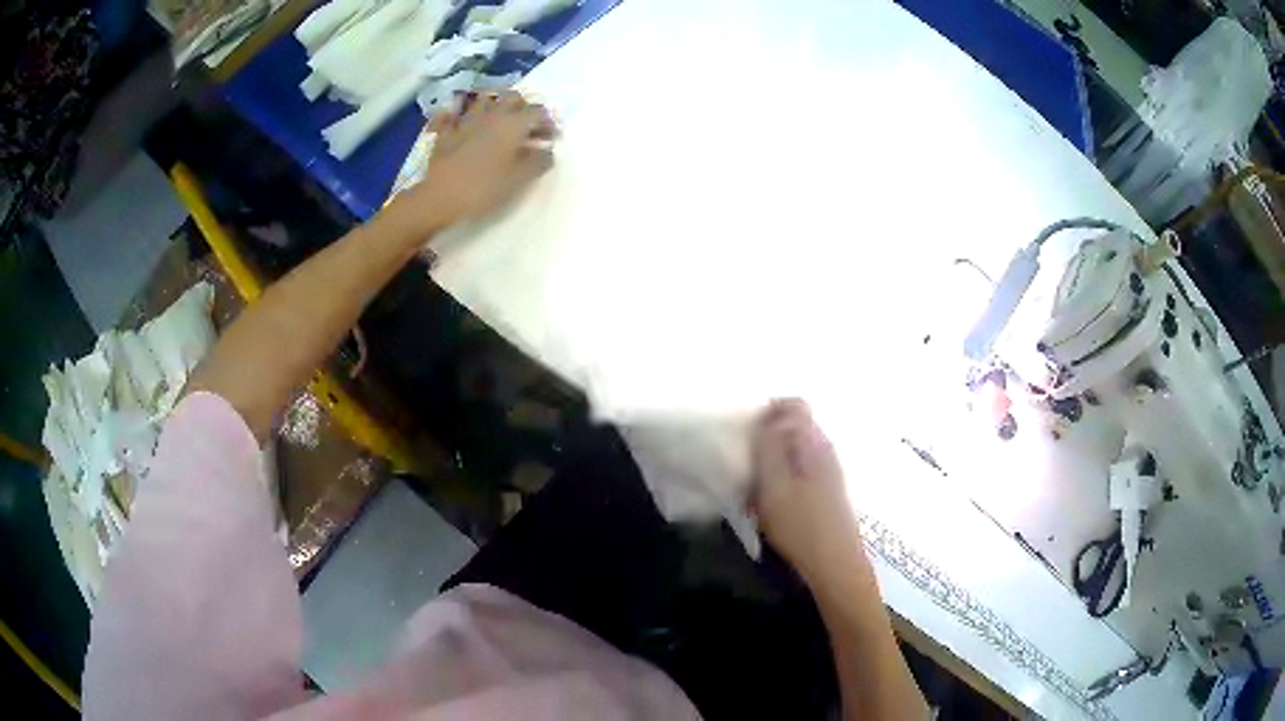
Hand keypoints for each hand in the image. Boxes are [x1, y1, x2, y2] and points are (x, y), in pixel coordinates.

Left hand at [391, 90, 557, 235]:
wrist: (438, 197)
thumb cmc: (483, 189)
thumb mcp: (519, 180)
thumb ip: (538, 161)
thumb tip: (547, 150)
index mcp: (513, 124)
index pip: (538, 112)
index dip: (548, 122)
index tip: (552, 137)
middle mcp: (491, 115)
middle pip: (513, 97)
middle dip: (525, 107)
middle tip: (529, 125)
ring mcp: (466, 121)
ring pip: (485, 99)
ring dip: (496, 104)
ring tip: (500, 119)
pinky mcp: (446, 132)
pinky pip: (453, 114)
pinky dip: (460, 113)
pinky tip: (460, 119)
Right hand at [751, 399, 865, 584]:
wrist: (835, 565)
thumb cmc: (800, 526)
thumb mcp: (774, 486)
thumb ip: (768, 447)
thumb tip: (766, 415)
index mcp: (814, 442)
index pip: (793, 404)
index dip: (767, 412)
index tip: (746, 435)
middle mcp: (825, 449)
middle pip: (792, 428)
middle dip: (766, 442)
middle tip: (747, 468)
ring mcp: (829, 470)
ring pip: (794, 452)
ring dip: (771, 465)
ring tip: (755, 493)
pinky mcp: (827, 490)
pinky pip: (798, 472)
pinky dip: (781, 481)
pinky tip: (771, 507)